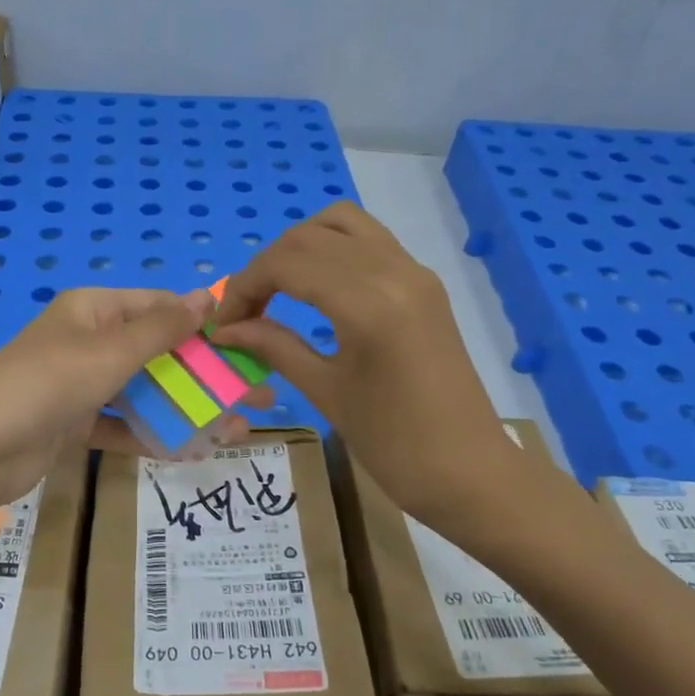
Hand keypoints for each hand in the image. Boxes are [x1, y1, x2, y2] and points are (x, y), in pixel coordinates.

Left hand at [0, 287, 232, 507]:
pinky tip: (192, 451)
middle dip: (203, 375)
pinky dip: (151, 436)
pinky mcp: (73, 423)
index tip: (245, 343)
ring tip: (234, 431)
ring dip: (185, 409)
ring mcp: (79, 384)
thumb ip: (161, 329)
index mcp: (93, 310)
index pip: (157, 307)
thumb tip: (206, 295)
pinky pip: (122, 425)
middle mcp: (87, 341)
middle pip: (156, 353)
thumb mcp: (110, 351)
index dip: (201, 323)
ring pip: (143, 392)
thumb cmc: (48, 384)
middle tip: (254, 396)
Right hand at [212, 202, 525, 532]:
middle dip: (265, 267)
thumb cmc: (394, 444)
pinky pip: (369, 240)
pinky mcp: (424, 282)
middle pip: (308, 237)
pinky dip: (332, 248)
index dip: (244, 286)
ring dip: (300, 246)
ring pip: (341, 223)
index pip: (287, 264)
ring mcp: (414, 271)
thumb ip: (274, 347)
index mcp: (368, 303)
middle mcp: (394, 270)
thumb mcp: (326, 392)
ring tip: (278, 289)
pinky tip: (316, 287)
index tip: (224, 323)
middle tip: (244, 313)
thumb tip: (225, 328)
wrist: (471, 472)